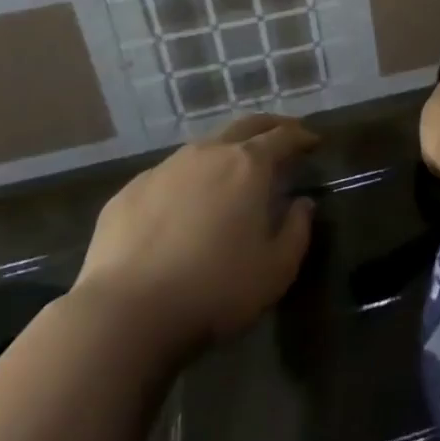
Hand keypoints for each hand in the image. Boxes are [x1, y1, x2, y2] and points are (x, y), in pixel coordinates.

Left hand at [70, 114, 318, 354]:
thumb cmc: (215, 290)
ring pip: (203, 147)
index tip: (313, 142)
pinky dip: (188, 180)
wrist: (126, 314)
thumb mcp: (276, 269)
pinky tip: (185, 205)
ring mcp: (163, 169)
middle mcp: (207, 154)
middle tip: (283, 136)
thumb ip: (298, 230)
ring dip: (225, 151)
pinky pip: (168, 175)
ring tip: (234, 171)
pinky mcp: (129, 192)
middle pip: (244, 126)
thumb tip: (302, 204)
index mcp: (248, 166)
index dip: (302, 136)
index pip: (283, 136)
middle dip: (269, 126)